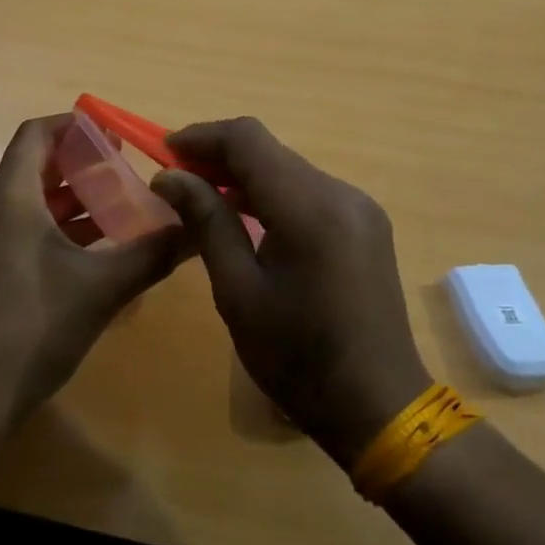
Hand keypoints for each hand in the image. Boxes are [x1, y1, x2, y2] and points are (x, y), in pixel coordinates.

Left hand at [0, 114, 188, 427]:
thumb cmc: (35, 327)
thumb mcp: (103, 288)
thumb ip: (152, 252)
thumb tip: (196, 228)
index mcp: (8, 197)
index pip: (36, 134)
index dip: (74, 126)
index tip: (112, 134)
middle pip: (33, 164)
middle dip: (79, 164)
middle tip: (124, 170)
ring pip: (25, 197)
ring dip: (68, 197)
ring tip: (117, 205)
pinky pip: (16, 223)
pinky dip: (51, 223)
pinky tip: (90, 245)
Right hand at [152, 118, 430, 464]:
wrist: (380, 407)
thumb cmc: (298, 358)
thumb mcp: (238, 292)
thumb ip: (206, 222)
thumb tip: (169, 176)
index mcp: (310, 208)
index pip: (248, 140)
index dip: (202, 137)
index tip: (164, 153)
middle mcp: (341, 193)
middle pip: (270, 150)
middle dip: (219, 155)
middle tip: (176, 179)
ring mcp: (359, 207)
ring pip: (288, 168)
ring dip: (244, 174)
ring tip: (202, 197)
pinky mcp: (365, 223)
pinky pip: (308, 191)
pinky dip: (272, 193)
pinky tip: (247, 217)